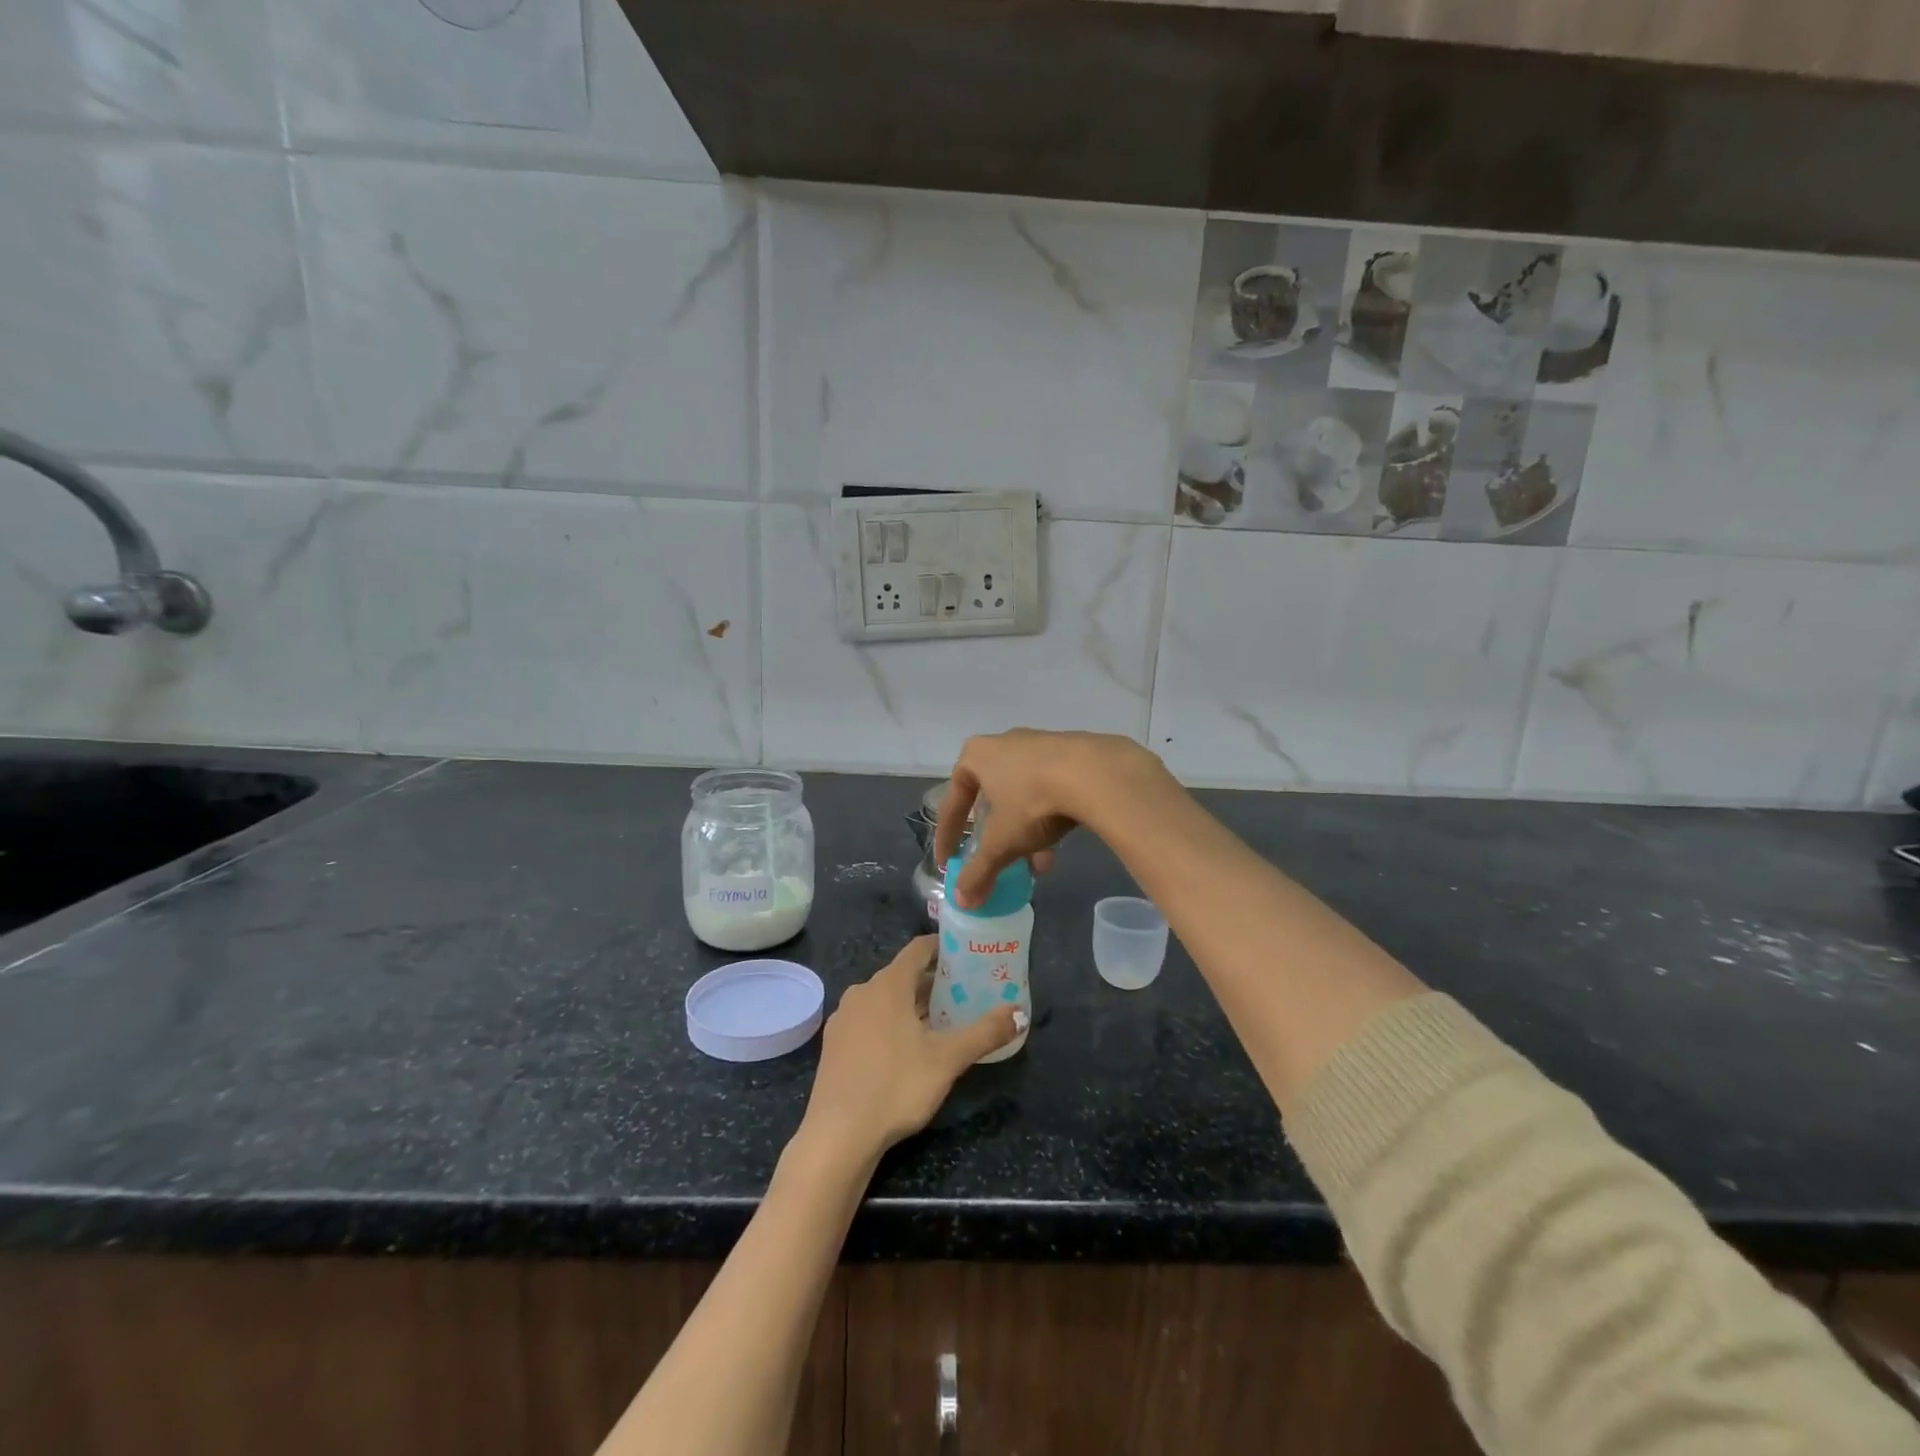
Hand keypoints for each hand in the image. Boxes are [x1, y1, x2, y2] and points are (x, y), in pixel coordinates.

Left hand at [797, 936, 1019, 1163]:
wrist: (838, 1135)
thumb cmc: (896, 1086)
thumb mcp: (948, 1059)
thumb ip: (985, 1032)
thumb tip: (1019, 1013)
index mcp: (888, 985)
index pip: (918, 949)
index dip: (943, 947)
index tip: (967, 955)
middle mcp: (862, 992)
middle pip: (903, 975)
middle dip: (933, 982)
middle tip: (964, 993)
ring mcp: (844, 1019)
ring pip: (885, 1000)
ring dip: (912, 1005)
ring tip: (942, 1022)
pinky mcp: (835, 1045)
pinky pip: (870, 1021)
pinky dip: (891, 1023)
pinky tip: (908, 1049)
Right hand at [935, 730, 1163, 909]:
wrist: (1096, 773)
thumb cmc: (1032, 801)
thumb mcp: (1001, 843)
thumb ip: (979, 872)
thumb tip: (962, 901)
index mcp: (976, 756)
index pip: (953, 803)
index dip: (947, 837)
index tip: (947, 863)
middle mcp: (1004, 743)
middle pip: (991, 799)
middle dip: (996, 837)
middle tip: (998, 860)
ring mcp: (1040, 745)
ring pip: (1023, 797)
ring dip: (1025, 833)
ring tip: (1037, 866)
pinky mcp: (1071, 753)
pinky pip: (1050, 790)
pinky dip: (1048, 818)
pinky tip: (1058, 846)